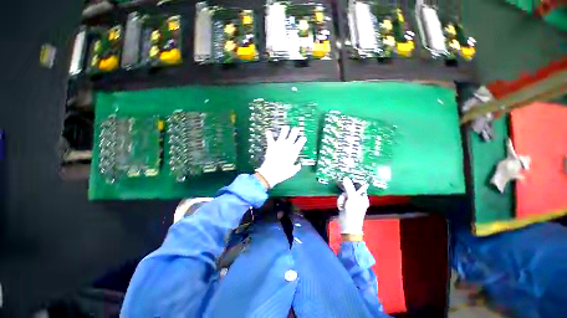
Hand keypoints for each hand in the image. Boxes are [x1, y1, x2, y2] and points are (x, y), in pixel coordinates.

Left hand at [255, 126, 306, 187]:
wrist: (271, 172)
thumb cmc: (283, 172)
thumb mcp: (292, 171)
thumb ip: (297, 167)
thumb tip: (299, 165)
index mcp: (294, 151)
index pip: (301, 142)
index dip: (303, 139)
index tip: (303, 138)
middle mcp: (287, 145)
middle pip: (293, 135)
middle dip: (295, 131)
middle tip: (296, 129)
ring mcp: (279, 144)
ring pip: (283, 133)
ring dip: (285, 130)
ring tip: (286, 127)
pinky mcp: (271, 145)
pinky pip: (270, 138)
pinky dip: (269, 134)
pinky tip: (268, 131)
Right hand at [337, 177, 369, 235]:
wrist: (348, 225)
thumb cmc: (353, 212)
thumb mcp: (352, 198)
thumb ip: (349, 187)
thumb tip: (346, 178)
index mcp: (363, 197)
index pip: (358, 186)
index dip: (352, 184)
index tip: (347, 183)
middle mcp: (357, 199)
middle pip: (349, 190)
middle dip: (345, 194)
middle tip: (345, 198)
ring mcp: (351, 202)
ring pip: (343, 194)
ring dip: (341, 199)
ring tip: (343, 205)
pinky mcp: (345, 205)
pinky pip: (341, 199)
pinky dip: (340, 202)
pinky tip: (341, 207)